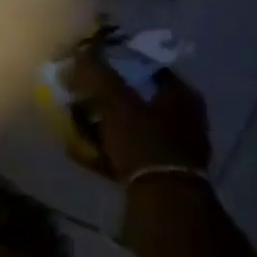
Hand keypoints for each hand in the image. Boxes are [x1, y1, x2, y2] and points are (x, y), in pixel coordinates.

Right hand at [67, 49, 210, 180]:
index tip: (91, 66)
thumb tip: (81, 50)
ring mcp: (172, 150)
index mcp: (181, 96)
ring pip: (130, 129)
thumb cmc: (145, 144)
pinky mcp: (159, 176)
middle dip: (106, 99)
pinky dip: (104, 152)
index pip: (148, 67)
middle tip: (79, 96)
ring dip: (102, 126)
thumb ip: (98, 75)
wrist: (163, 206)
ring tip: (73, 124)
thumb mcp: (117, 104)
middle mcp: (183, 120)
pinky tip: (79, 152)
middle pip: (137, 99)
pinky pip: (126, 156)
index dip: (119, 63)